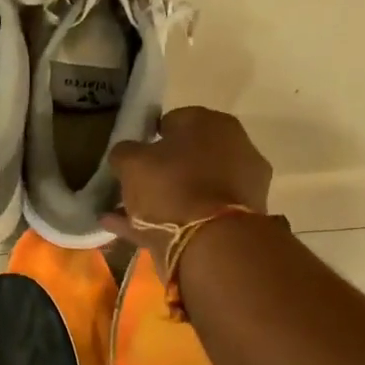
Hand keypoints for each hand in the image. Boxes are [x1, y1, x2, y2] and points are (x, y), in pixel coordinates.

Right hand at [100, 107, 270, 252]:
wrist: (211, 244)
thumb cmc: (172, 187)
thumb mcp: (131, 162)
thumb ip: (124, 152)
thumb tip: (126, 154)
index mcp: (212, 123)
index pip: (175, 120)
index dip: (149, 137)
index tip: (132, 156)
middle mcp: (235, 148)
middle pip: (187, 157)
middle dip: (160, 170)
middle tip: (133, 185)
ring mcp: (241, 186)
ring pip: (191, 189)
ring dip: (162, 199)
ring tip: (123, 213)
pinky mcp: (239, 220)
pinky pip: (194, 215)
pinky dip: (165, 220)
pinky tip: (129, 230)